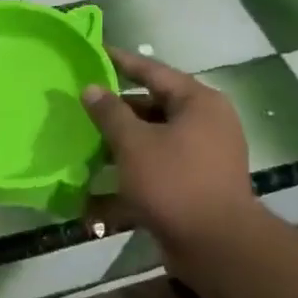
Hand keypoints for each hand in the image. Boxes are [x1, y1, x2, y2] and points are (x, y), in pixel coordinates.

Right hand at [83, 47, 258, 254]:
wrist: (215, 244)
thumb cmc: (174, 182)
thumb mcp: (133, 143)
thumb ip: (109, 113)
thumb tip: (91, 88)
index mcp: (199, 103)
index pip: (154, 71)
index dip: (122, 62)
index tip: (95, 53)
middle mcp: (206, 124)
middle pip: (153, 107)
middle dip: (116, 110)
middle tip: (82, 105)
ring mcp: (203, 156)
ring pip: (153, 139)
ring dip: (120, 143)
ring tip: (84, 142)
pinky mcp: (195, 184)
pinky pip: (157, 168)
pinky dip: (131, 170)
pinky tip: (98, 184)